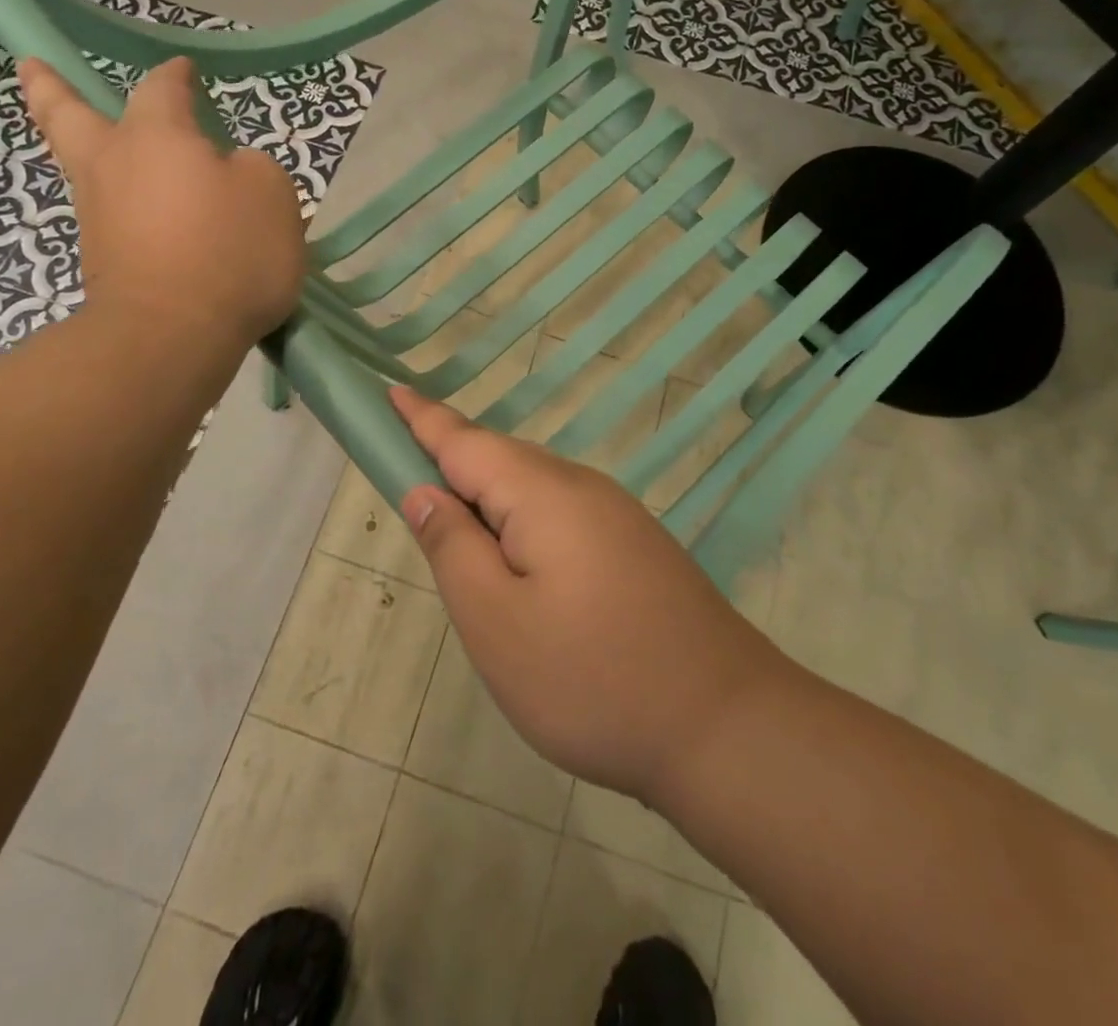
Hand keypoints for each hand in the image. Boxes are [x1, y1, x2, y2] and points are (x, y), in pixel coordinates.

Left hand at [20, 58, 305, 346]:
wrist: (172, 335)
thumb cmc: (229, 251)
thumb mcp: (272, 195)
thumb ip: (252, 169)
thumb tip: (228, 172)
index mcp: (155, 136)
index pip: (162, 88)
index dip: (176, 75)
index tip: (186, 69)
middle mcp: (113, 166)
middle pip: (68, 116)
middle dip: (50, 88)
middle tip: (32, 67)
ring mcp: (98, 216)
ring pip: (85, 169)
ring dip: (85, 149)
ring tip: (102, 144)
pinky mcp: (101, 261)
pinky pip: (110, 218)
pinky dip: (120, 206)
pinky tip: (147, 214)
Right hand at [390, 387, 782, 804]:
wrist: (728, 726)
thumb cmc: (593, 678)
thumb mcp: (496, 621)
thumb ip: (452, 546)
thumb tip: (425, 490)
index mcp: (542, 492)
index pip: (464, 440)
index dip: (422, 419)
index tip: (390, 392)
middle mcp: (581, 486)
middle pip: (499, 461)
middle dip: (451, 466)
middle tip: (409, 490)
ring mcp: (616, 515)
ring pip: (532, 491)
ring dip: (489, 502)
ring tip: (459, 540)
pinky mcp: (635, 545)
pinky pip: (561, 515)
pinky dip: (524, 526)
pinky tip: (522, 569)